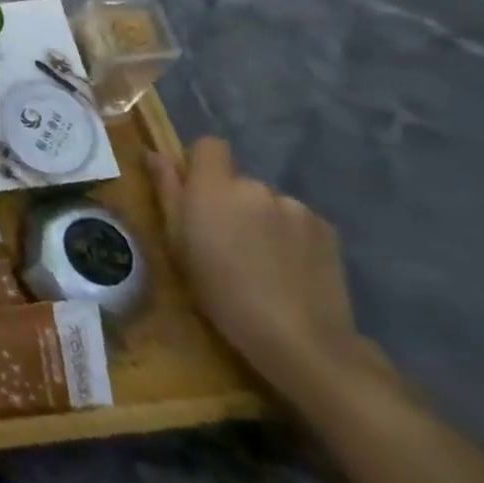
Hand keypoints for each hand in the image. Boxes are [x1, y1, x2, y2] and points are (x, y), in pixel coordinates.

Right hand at [151, 138, 384, 405]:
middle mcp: (256, 187)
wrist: (299, 337)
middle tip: (226, 242)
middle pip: (238, 180)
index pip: (210, 145)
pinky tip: (289, 269)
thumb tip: (155, 155)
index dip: (201, 163)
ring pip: (268, 203)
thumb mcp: (178, 244)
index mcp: (214, 187)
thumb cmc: (220, 291)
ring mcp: (296, 207)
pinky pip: (297, 221)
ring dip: (261, 220)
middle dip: (230, 201)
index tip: (195, 194)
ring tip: (262, 261)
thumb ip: (168, 192)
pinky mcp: (328, 230)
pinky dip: (289, 236)